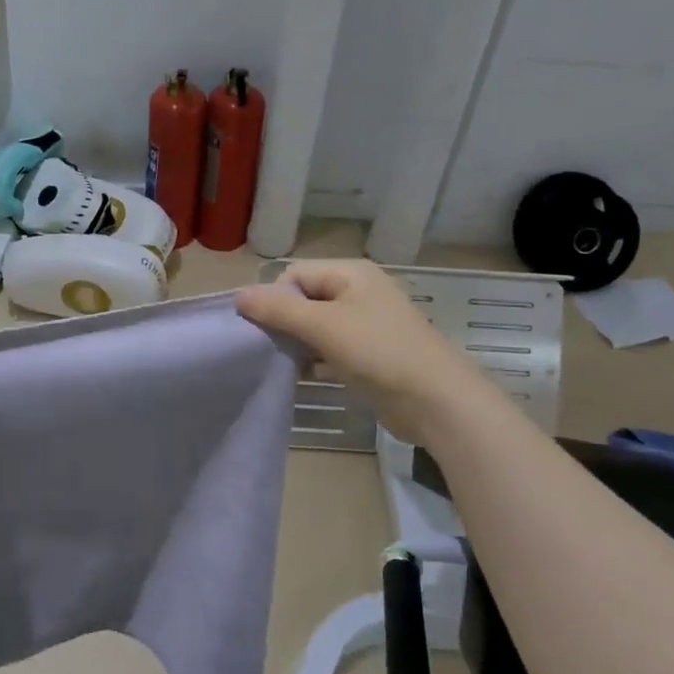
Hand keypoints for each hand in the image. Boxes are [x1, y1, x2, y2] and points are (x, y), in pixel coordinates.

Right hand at [235, 260, 490, 444]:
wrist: (435, 400)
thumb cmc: (378, 352)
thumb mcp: (323, 326)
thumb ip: (279, 310)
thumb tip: (238, 295)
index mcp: (351, 274)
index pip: (295, 274)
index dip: (274, 298)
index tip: (260, 329)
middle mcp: (359, 293)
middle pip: (306, 299)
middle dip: (283, 322)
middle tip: (266, 348)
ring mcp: (367, 325)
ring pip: (317, 327)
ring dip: (298, 344)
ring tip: (279, 365)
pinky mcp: (370, 355)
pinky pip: (332, 350)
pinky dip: (315, 360)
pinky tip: (301, 377)